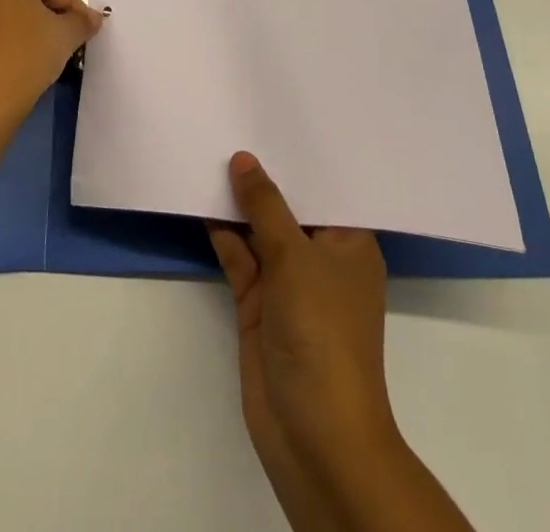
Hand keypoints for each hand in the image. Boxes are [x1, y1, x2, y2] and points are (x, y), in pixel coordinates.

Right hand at [209, 152, 396, 525]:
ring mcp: (288, 283)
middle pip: (289, 207)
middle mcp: (321, 258)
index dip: (300, 156)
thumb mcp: (295, 257)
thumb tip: (242, 159)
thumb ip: (265, 206)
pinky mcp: (259, 303)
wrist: (313, 434)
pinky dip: (222, 233)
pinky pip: (239, 256)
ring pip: (260, 230)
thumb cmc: (323, 332)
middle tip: (233, 121)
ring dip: (237, 202)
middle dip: (263, 175)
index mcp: (349, 244)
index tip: (272, 115)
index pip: (326, 188)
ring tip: (208, 150)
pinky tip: (199, 200)